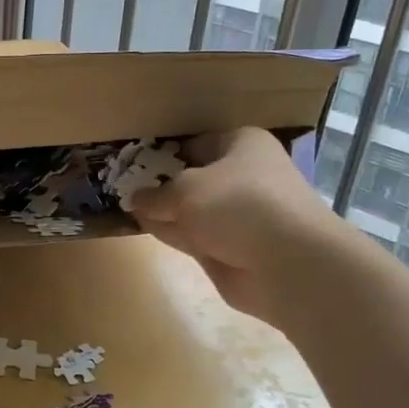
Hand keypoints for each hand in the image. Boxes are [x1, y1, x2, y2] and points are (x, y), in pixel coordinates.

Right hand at [128, 128, 349, 325]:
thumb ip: (155, 194)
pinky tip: (142, 227)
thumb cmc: (238, 205)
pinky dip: (172, 232)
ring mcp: (237, 215)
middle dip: (161, 183)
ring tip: (123, 205)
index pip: (194, 144)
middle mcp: (242, 175)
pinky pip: (194, 235)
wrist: (288, 264)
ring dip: (163, 210)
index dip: (162, 153)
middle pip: (192, 177)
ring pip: (191, 208)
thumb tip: (134, 199)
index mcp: (241, 144)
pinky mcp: (231, 248)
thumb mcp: (185, 190)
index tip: (131, 163)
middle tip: (120, 185)